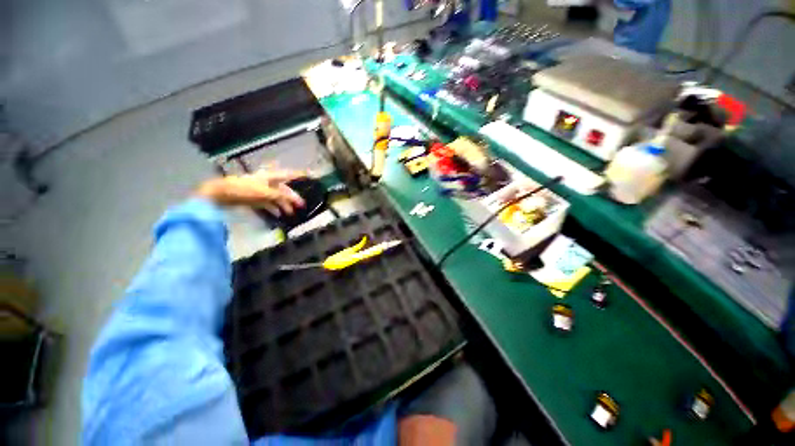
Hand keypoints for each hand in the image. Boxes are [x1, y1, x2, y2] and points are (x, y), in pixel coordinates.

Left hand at [195, 170, 305, 215]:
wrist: (222, 194)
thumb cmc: (245, 190)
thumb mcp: (265, 193)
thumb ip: (281, 196)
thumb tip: (295, 199)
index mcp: (271, 177)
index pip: (288, 175)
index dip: (298, 175)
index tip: (309, 175)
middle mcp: (268, 182)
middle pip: (284, 189)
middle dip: (292, 197)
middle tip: (301, 205)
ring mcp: (261, 191)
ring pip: (277, 197)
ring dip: (284, 205)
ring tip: (290, 213)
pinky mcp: (255, 198)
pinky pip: (269, 203)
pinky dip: (274, 208)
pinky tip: (278, 214)